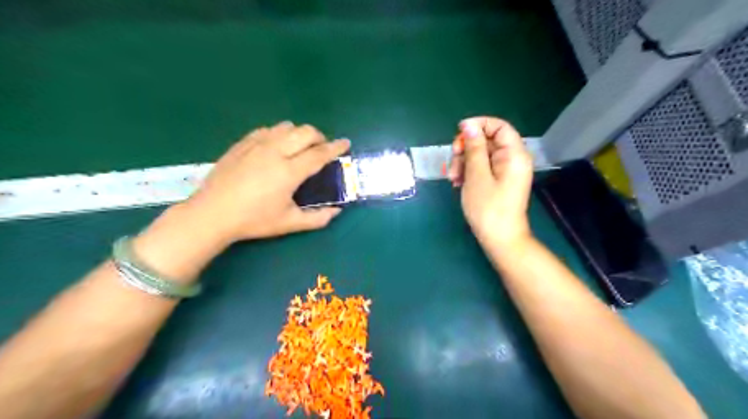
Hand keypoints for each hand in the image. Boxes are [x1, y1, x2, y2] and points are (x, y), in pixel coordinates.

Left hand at [187, 121, 350, 241]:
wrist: (212, 214)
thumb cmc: (254, 220)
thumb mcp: (289, 223)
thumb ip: (318, 218)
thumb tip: (337, 211)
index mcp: (289, 172)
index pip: (319, 153)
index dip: (336, 148)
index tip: (346, 143)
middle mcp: (275, 152)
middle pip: (305, 132)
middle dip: (320, 137)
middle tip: (322, 149)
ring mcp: (256, 145)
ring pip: (286, 126)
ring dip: (300, 133)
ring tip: (300, 147)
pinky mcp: (242, 143)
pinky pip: (267, 129)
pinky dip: (279, 134)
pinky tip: (277, 146)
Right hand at [446, 116, 534, 248]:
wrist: (500, 239)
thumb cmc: (488, 208)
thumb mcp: (476, 175)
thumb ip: (474, 148)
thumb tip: (469, 125)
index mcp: (514, 154)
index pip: (499, 126)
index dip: (478, 125)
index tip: (457, 132)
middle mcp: (512, 159)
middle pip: (486, 141)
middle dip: (465, 149)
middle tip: (452, 163)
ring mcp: (504, 171)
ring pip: (480, 155)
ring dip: (462, 163)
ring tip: (452, 179)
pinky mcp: (497, 181)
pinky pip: (481, 168)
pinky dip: (467, 172)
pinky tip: (457, 183)